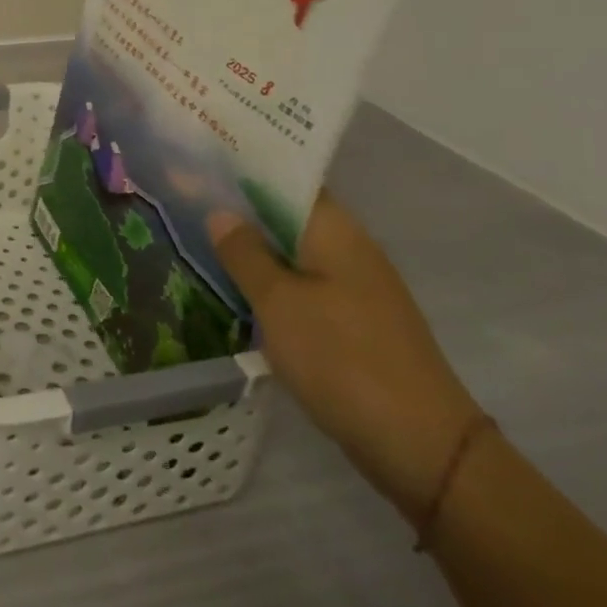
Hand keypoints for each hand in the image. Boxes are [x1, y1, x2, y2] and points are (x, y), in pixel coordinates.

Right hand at [210, 192, 482, 522]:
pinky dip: (270, 281)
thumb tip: (220, 212)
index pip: (287, 178)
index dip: (243, 166)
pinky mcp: (354, 323)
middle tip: (185, 197)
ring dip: (253, 246)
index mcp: (336, 232)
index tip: (198, 159)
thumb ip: (245, 254)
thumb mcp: (279, 303)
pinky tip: (237, 289)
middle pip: (287, 213)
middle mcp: (350, 249)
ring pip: (293, 252)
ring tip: (199, 237)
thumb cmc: (342, 359)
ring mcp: (355, 288)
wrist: (421, 447)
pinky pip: (302, 285)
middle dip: (240, 206)